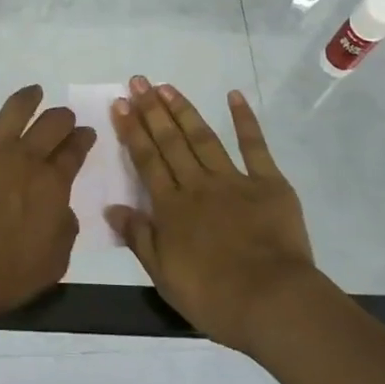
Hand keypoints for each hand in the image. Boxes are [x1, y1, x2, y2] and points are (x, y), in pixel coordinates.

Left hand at [0, 59, 95, 322]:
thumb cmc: (6, 273)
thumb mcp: (54, 261)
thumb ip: (65, 229)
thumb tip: (64, 208)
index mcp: (53, 183)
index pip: (74, 153)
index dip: (82, 140)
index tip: (86, 134)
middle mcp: (26, 157)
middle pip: (51, 126)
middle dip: (62, 118)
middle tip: (64, 117)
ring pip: (14, 110)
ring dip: (27, 97)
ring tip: (33, 91)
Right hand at [107, 77, 318, 355]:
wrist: (272, 302)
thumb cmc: (214, 297)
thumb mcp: (164, 276)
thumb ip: (138, 238)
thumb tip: (111, 207)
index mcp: (171, 207)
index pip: (146, 160)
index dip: (132, 130)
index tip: (121, 102)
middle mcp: (197, 185)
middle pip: (170, 141)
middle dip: (152, 109)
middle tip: (139, 81)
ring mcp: (233, 180)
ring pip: (203, 137)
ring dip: (183, 110)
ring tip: (167, 86)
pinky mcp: (268, 183)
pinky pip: (254, 146)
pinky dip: (245, 120)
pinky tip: (234, 96)